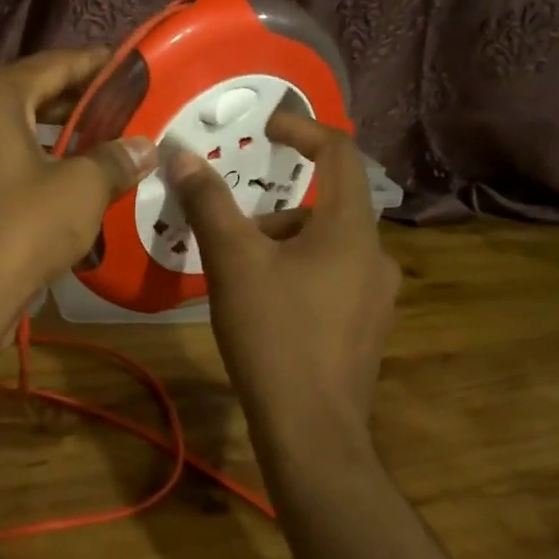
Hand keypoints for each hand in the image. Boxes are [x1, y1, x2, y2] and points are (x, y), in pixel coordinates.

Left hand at [0, 48, 155, 324]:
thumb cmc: (18, 230)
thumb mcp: (80, 191)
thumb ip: (114, 160)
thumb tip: (143, 147)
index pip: (53, 64)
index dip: (94, 65)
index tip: (127, 68)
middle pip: (24, 96)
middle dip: (71, 104)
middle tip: (115, 112)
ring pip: (2, 134)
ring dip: (44, 139)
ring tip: (87, 150)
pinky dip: (17, 166)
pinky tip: (46, 188)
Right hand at [167, 112, 399, 434]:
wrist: (311, 430)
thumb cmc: (274, 334)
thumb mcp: (233, 262)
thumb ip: (209, 203)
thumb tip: (182, 155)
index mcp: (351, 229)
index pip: (340, 154)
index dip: (304, 129)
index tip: (268, 127)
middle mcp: (376, 256)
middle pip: (326, 208)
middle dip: (275, 210)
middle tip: (231, 233)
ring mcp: (377, 297)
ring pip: (327, 249)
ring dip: (284, 248)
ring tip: (240, 279)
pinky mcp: (366, 330)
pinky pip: (332, 282)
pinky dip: (298, 277)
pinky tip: (266, 312)